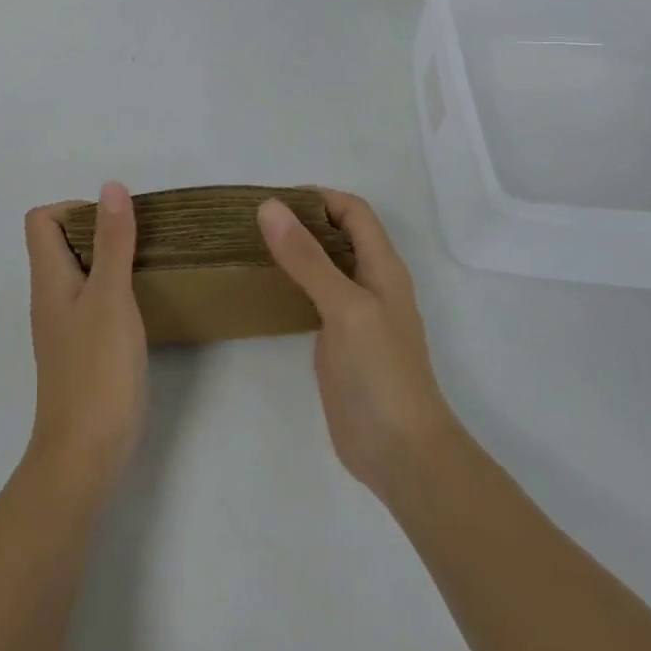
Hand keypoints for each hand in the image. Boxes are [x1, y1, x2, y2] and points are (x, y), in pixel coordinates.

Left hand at [23, 183, 148, 501]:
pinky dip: (112, 290)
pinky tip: (140, 304)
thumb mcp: (110, 297)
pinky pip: (91, 301)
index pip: (41, 220)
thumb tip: (111, 187)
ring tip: (146, 265)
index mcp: (48, 278)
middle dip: (97, 231)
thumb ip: (112, 242)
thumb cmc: (97, 369)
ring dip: (108, 260)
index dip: (73, 208)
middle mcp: (49, 297)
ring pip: (78, 273)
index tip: (113, 221)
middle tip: (138, 240)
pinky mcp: (81, 350)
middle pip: (59, 243)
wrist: (86, 452)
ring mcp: (64, 326)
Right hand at [259, 190, 456, 501]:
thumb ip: (307, 257)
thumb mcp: (344, 306)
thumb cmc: (380, 373)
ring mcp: (355, 314)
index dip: (319, 198)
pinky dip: (291, 282)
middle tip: (253, 221)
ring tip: (250, 246)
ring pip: (324, 265)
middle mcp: (370, 283)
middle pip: (338, 234)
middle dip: (301, 220)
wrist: (400, 453)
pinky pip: (313, 297)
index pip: (354, 211)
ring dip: (294, 250)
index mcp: (382, 267)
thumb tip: (270, 207)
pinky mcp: (338, 341)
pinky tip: (263, 288)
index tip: (273, 201)